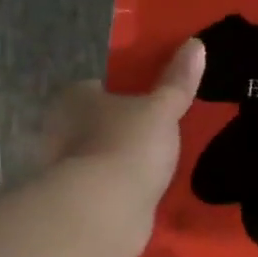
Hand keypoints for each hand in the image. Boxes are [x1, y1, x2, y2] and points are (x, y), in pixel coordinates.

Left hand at [43, 39, 205, 242]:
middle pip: (97, 122)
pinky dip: (122, 189)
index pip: (98, 87)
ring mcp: (67, 170)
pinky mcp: (79, 203)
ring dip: (122, 160)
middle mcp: (60, 131)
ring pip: (100, 156)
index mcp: (73, 99)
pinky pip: (106, 188)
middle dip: (123, 127)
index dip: (124, 91)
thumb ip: (178, 81)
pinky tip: (147, 191)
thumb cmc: (128, 146)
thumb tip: (196, 44)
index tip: (151, 100)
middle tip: (160, 130)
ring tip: (159, 162)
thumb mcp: (161, 109)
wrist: (105, 212)